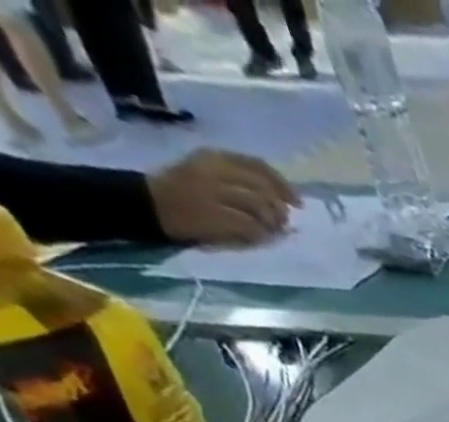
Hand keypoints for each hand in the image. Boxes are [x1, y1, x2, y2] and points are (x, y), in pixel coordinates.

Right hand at [146, 150, 299, 245]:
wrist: (150, 204)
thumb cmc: (185, 191)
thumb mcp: (210, 174)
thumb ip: (241, 180)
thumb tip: (282, 200)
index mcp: (214, 157)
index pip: (257, 166)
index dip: (283, 185)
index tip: (297, 202)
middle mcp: (213, 170)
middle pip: (263, 189)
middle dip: (279, 209)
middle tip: (282, 223)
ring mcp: (212, 193)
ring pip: (260, 207)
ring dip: (272, 224)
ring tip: (270, 231)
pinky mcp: (213, 215)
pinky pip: (251, 227)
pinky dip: (260, 235)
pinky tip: (257, 237)